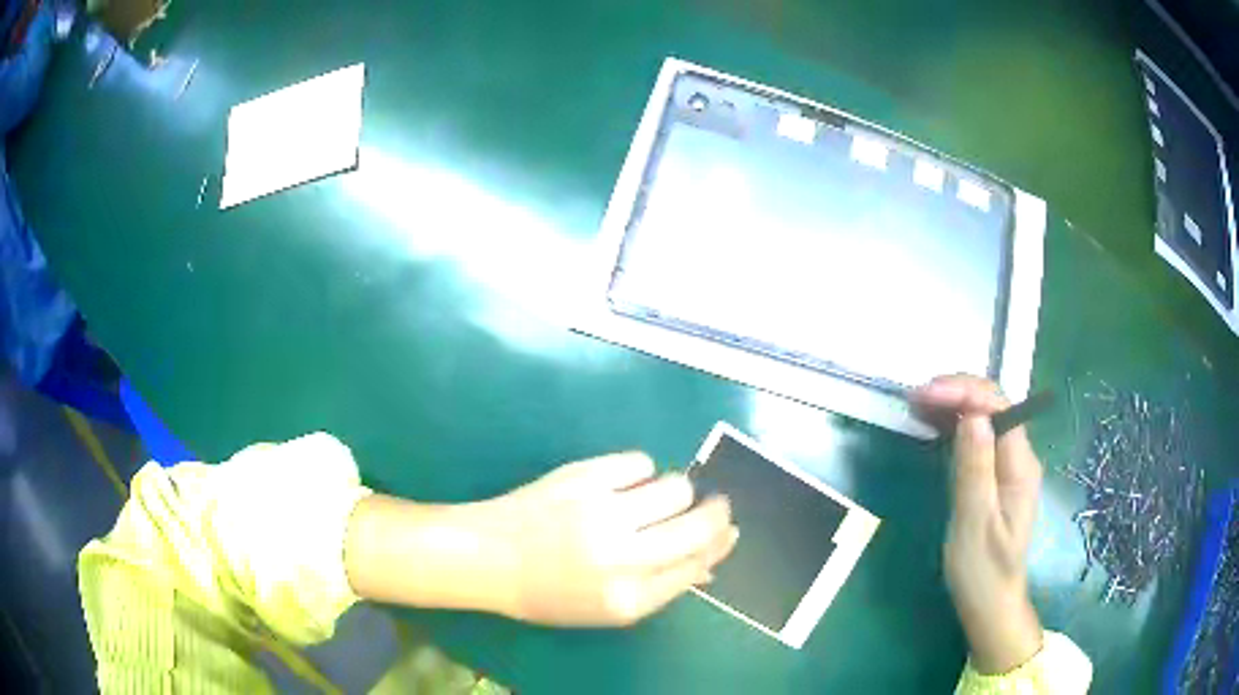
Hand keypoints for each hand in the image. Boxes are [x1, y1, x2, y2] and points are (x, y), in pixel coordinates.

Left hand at [346, 453, 736, 627]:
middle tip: (717, 505)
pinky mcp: (584, 476)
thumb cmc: (547, 592)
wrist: (488, 557)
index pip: (696, 566)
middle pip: (698, 526)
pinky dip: (642, 471)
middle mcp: (622, 557)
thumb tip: (708, 564)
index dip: (719, 546)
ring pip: (676, 488)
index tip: (728, 531)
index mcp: (627, 599)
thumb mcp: (604, 609)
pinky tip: (625, 482)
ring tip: (660, 496)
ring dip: (679, 491)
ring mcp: (603, 512)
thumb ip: (659, 588)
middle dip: (718, 513)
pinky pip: (640, 462)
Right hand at [913, 375, 1043, 674]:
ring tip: (915, 405)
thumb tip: (972, 416)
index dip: (963, 392)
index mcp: (1019, 465)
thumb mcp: (975, 524)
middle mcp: (1017, 456)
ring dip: (951, 406)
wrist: (991, 604)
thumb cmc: (982, 571)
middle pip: (991, 406)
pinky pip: (976, 439)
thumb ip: (976, 469)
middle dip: (955, 393)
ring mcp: (1006, 466)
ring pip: (983, 419)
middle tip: (913, 399)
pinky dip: (952, 426)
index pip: (997, 406)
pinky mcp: (993, 476)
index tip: (925, 396)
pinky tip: (932, 425)